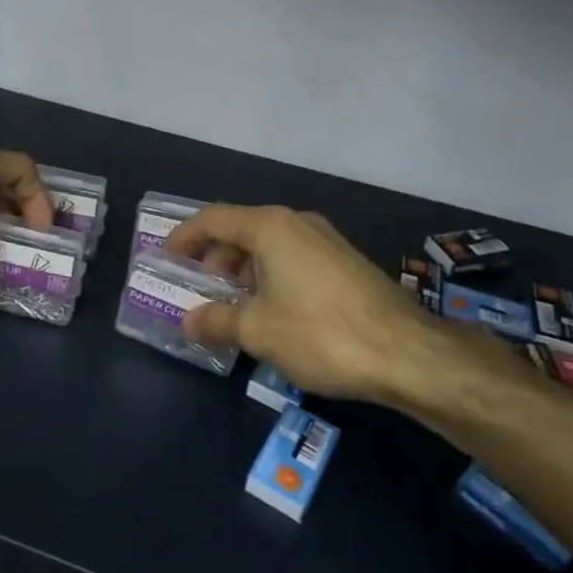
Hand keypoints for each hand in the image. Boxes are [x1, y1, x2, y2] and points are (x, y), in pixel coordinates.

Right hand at [163, 205, 441, 402]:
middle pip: (241, 230)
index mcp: (270, 226)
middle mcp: (297, 222)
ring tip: (233, 309)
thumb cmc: (321, 333)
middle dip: (214, 259)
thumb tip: (188, 321)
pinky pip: (292, 260)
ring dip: (243, 273)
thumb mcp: (259, 331)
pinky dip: (270, 278)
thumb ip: (217, 321)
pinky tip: (272, 314)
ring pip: (269, 247)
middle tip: (199, 292)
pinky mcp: (344, 263)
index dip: (184, 237)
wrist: (408, 353)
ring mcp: (325, 240)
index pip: (213, 219)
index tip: (164, 259)